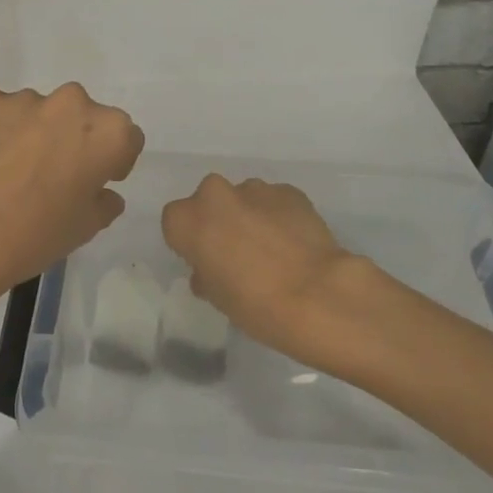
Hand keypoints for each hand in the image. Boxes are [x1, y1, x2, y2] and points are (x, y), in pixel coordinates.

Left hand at [0, 84, 143, 307]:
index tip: (96, 182)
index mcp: (107, 132)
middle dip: (74, 139)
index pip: (126, 138)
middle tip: (52, 175)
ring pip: (39, 112)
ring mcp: (22, 98)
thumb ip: (104, 203)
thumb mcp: (84, 230)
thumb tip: (102, 193)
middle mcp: (70, 103)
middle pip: (82, 117)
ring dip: (34, 133)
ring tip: (10, 172)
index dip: (114, 161)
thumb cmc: (33, 236)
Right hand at [162, 176, 401, 379]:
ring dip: (250, 217)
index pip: (175, 222)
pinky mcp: (290, 191)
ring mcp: (255, 189)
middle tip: (235, 253)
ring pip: (243, 199)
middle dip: (219, 221)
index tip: (204, 260)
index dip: (189, 241)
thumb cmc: (253, 303)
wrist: (317, 295)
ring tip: (271, 250)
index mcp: (187, 219)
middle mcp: (215, 194)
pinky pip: (275, 202)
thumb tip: (211, 270)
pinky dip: (279, 216)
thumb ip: (205, 273)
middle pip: (208, 202)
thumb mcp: (216, 296)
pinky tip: (294, 244)